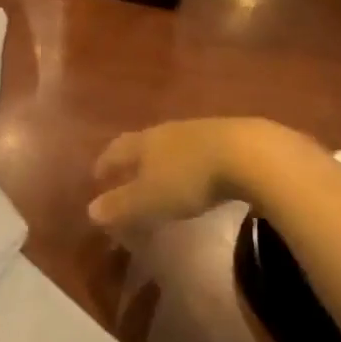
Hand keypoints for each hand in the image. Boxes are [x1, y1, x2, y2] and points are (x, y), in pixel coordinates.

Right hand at [89, 118, 321, 237]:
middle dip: (134, 159)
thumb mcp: (150, 200)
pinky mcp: (231, 138)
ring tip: (163, 176)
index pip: (117, 149)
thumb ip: (121, 205)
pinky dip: (192, 162)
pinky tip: (201, 175)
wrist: (250, 154)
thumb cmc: (190, 178)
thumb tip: (90, 210)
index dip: (105, 162)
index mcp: (144, 142)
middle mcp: (168, 131)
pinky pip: (201, 150)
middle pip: (144, 143)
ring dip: (164, 160)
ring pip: (173, 144)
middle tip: (127, 174)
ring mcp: (201, 131)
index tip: (97, 175)